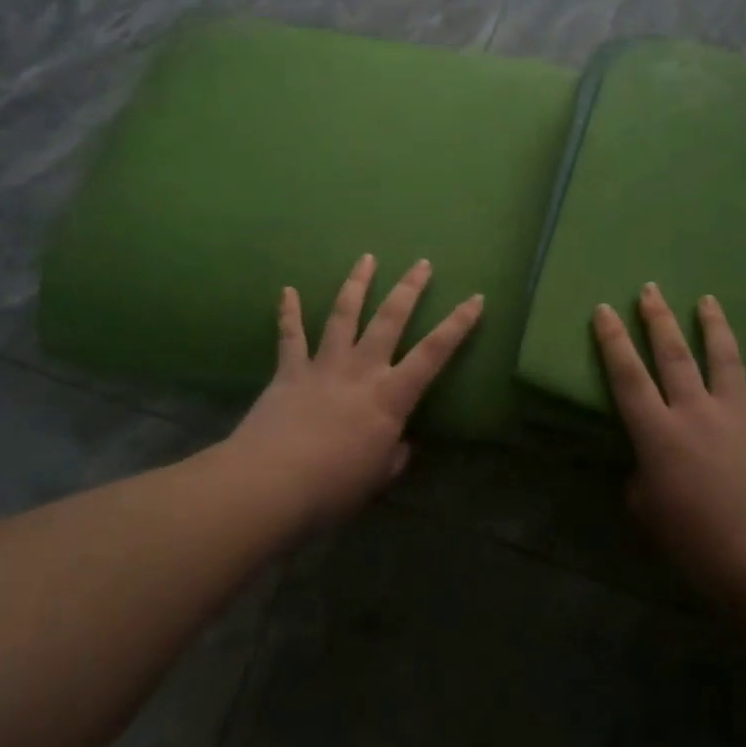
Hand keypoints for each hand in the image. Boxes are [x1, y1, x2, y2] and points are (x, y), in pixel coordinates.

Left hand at [232, 254, 483, 524]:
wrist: (270, 485)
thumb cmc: (333, 488)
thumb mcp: (376, 478)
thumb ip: (394, 457)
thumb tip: (401, 446)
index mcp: (390, 397)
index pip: (433, 353)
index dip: (457, 325)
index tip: (475, 298)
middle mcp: (361, 370)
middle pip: (389, 320)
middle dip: (409, 289)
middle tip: (422, 263)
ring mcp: (324, 366)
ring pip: (344, 315)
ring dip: (357, 284)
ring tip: (367, 258)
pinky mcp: (289, 372)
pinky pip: (290, 336)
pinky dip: (289, 312)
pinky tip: (287, 290)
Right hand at [593, 284, 745, 617]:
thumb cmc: (702, 549)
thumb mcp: (653, 520)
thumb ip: (644, 487)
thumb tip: (648, 473)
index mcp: (659, 435)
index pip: (627, 377)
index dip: (612, 341)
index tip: (603, 309)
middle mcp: (696, 414)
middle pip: (674, 356)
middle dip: (658, 319)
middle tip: (650, 288)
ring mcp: (740, 418)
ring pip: (725, 360)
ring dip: (715, 327)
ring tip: (708, 299)